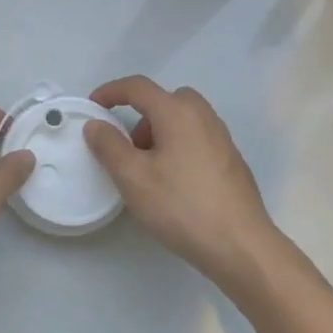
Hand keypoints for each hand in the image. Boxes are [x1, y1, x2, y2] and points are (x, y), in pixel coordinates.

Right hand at [84, 77, 283, 292]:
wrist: (240, 245)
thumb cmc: (181, 206)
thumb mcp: (133, 177)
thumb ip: (109, 146)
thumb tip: (96, 125)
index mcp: (178, 112)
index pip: (138, 87)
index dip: (111, 91)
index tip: (92, 106)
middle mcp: (203, 117)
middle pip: (166, 99)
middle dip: (141, 115)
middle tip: (128, 147)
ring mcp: (222, 139)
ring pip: (184, 120)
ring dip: (160, 132)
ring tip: (149, 170)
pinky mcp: (232, 161)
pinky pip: (197, 139)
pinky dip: (179, 147)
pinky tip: (174, 184)